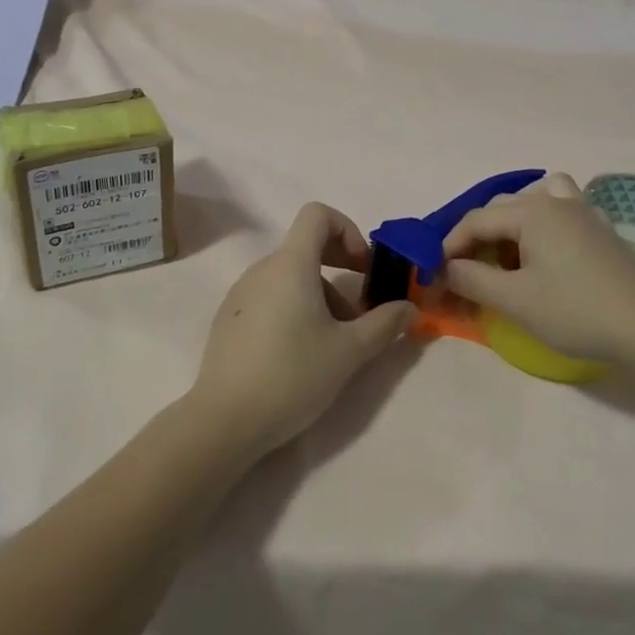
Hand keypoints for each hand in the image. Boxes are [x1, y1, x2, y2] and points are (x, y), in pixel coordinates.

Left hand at [186, 203, 417, 458]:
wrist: (225, 419)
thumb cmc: (292, 375)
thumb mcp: (349, 352)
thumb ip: (384, 324)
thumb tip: (409, 308)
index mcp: (291, 264)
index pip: (317, 214)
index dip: (347, 230)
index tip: (363, 268)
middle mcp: (262, 268)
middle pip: (306, 247)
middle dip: (340, 269)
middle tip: (360, 308)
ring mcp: (240, 293)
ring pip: (289, 276)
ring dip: (319, 295)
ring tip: (334, 342)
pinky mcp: (229, 318)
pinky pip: (269, 296)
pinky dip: (293, 308)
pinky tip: (299, 353)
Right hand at [441, 174, 634, 364]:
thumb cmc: (576, 311)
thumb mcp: (514, 300)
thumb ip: (472, 280)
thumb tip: (445, 270)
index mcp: (531, 212)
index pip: (475, 220)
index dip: (449, 247)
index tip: (435, 277)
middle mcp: (555, 202)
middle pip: (501, 208)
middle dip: (477, 238)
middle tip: (467, 274)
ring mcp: (584, 213)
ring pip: (534, 201)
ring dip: (511, 223)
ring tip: (507, 255)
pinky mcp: (601, 231)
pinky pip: (563, 210)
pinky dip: (544, 223)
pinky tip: (546, 251)